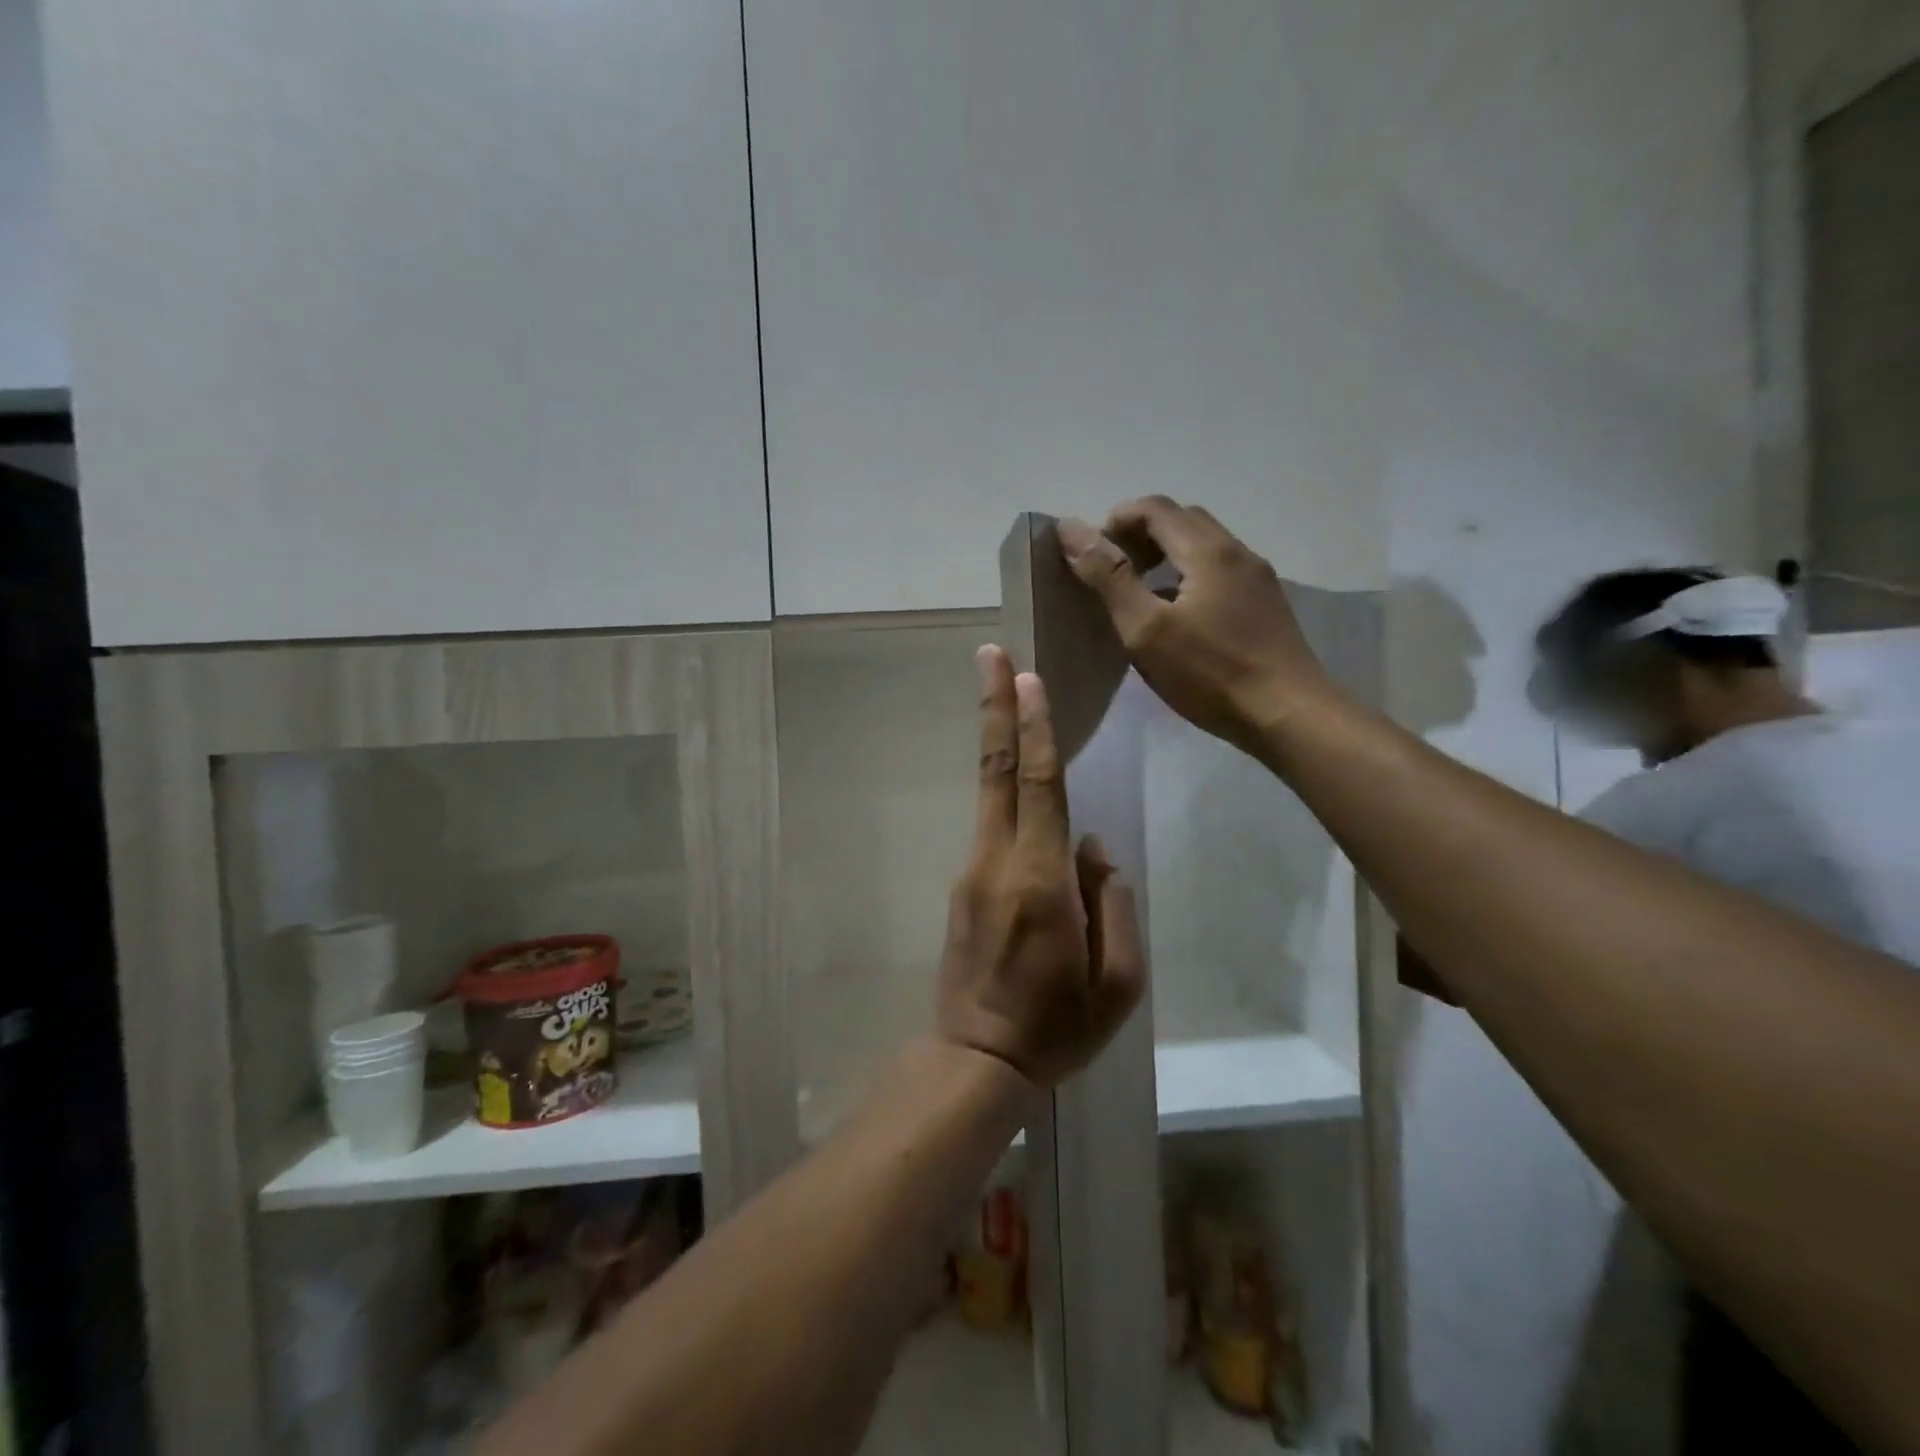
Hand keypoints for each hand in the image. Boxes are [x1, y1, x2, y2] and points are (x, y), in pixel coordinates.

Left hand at [936, 646, 1146, 1087]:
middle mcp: (997, 861)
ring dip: (996, 738)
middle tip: (990, 654)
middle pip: (995, 769)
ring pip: (988, 791)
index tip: (1026, 678)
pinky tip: (1015, 773)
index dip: (1033, 728)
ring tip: (1004, 693)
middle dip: (994, 707)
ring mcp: (972, 871)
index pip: (1037, 786)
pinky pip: (990, 823)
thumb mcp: (1119, 982)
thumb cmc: (1058, 1026)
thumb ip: (1113, 903)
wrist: (977, 1058)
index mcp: (1040, 881)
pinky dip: (1001, 786)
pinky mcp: (962, 885)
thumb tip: (1091, 847)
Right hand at [1057, 498, 1332, 756]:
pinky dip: (1189, 575)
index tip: (1091, 554)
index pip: (1155, 507)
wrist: (1288, 715)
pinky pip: (1220, 571)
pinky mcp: (1266, 605)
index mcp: (1208, 550)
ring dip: (1166, 553)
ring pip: (1205, 546)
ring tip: (1140, 591)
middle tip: (1112, 569)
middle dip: (1141, 533)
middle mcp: (1238, 552)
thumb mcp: (1146, 628)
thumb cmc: (1210, 674)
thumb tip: (1071, 528)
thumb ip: (1109, 577)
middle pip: (1183, 519)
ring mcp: (1258, 579)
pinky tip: (1178, 615)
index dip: (1116, 520)